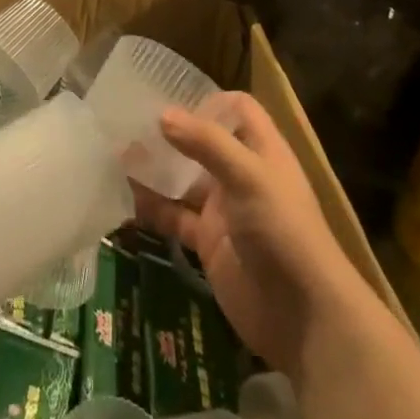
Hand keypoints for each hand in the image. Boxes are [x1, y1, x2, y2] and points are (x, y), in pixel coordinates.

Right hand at [132, 90, 362, 376]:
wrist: (304, 317)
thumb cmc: (283, 231)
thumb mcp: (249, 177)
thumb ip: (207, 143)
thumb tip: (162, 114)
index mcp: (262, 150)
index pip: (238, 109)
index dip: (209, 100)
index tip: (171, 100)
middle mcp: (242, 174)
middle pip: (204, 143)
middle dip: (171, 134)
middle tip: (128, 124)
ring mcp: (224, 210)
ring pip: (184, 180)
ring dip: (156, 169)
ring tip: (115, 155)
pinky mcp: (209, 243)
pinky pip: (175, 218)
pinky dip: (152, 208)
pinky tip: (123, 198)